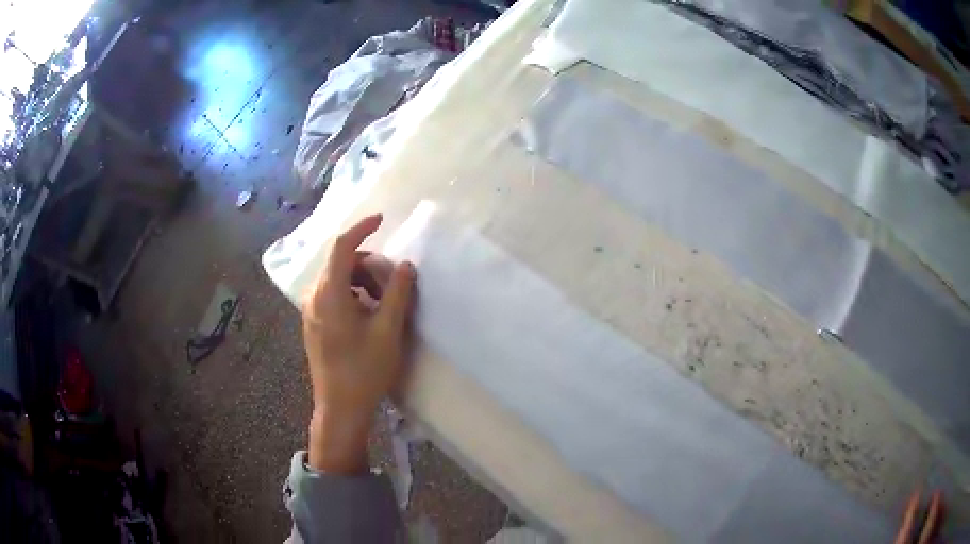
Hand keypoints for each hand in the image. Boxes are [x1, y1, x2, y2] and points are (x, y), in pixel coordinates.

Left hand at [302, 213, 415, 472]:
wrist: (340, 407)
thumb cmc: (365, 369)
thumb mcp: (387, 330)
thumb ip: (397, 293)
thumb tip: (406, 265)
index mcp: (329, 294)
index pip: (341, 247)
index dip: (361, 228)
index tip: (382, 219)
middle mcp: (314, 297)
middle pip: (341, 263)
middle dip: (369, 265)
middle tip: (393, 285)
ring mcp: (312, 312)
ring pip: (338, 280)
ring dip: (363, 281)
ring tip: (384, 304)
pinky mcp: (315, 324)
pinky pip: (334, 295)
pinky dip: (354, 294)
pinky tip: (369, 316)